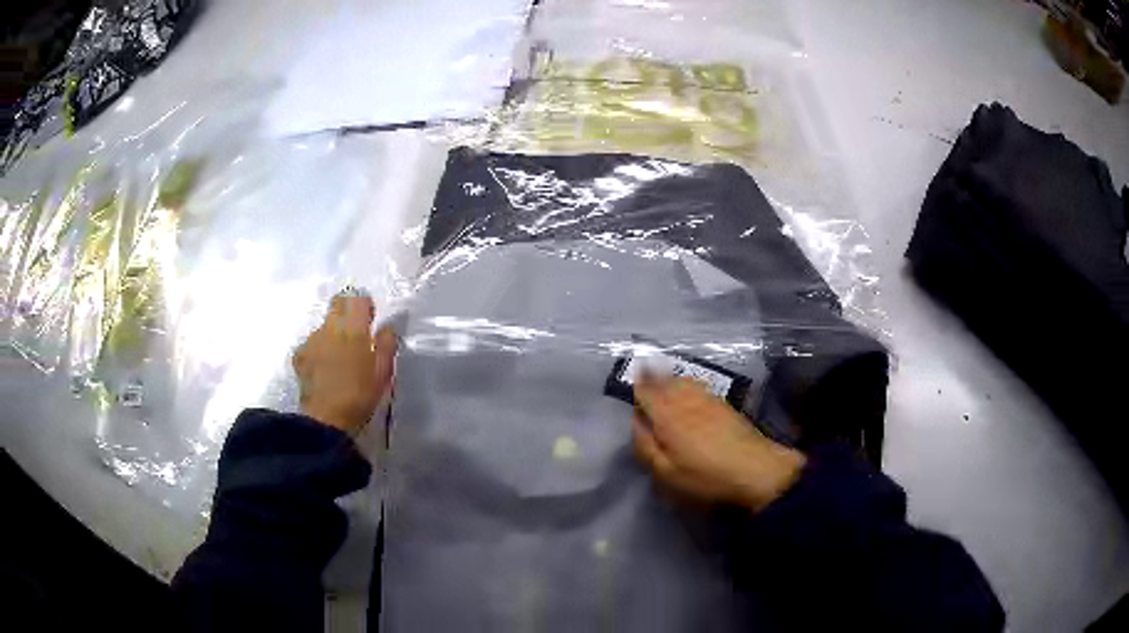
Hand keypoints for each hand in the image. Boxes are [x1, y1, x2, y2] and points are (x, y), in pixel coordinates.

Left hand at [293, 293, 397, 433]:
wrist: (326, 419)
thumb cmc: (360, 395)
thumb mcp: (383, 372)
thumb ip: (387, 345)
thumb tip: (387, 328)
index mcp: (353, 328)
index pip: (357, 299)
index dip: (364, 306)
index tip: (370, 321)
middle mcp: (329, 327)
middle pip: (337, 305)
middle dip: (347, 314)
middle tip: (356, 337)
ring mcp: (311, 340)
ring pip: (324, 327)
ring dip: (332, 335)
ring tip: (339, 361)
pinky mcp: (299, 356)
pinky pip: (312, 344)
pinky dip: (319, 351)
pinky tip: (324, 370)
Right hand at [632, 375, 805, 511]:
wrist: (755, 468)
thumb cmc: (705, 476)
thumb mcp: (666, 472)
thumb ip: (645, 445)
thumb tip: (635, 421)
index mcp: (667, 416)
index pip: (646, 390)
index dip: (638, 383)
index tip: (631, 378)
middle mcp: (685, 400)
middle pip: (664, 379)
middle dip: (652, 374)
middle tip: (643, 369)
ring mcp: (708, 399)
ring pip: (683, 379)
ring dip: (670, 376)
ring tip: (663, 377)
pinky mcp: (724, 404)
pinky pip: (699, 385)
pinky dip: (688, 383)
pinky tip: (690, 389)